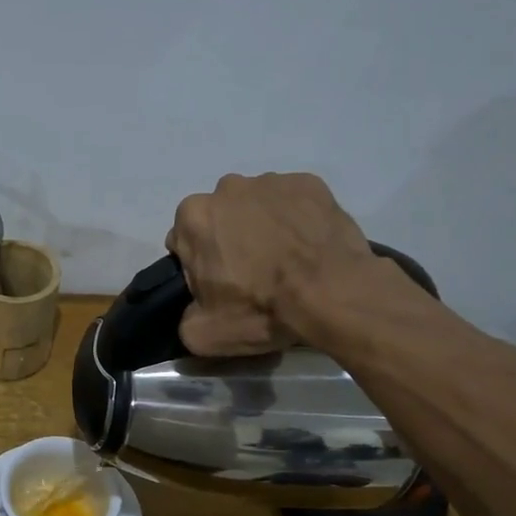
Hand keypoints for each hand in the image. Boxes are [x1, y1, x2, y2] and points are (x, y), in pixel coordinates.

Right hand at [165, 172, 373, 355]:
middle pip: (219, 219)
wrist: (333, 294)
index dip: (198, 267)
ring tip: (285, 262)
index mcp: (193, 217)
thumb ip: (185, 318)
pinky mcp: (309, 184)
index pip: (183, 242)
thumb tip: (194, 310)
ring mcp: (271, 181)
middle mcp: (227, 188)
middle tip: (251, 276)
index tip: (219, 286)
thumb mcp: (203, 334)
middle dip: (228, 241)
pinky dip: (295, 220)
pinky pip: (292, 202)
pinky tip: (307, 248)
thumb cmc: (261, 309)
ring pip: (255, 207)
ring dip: (262, 228)